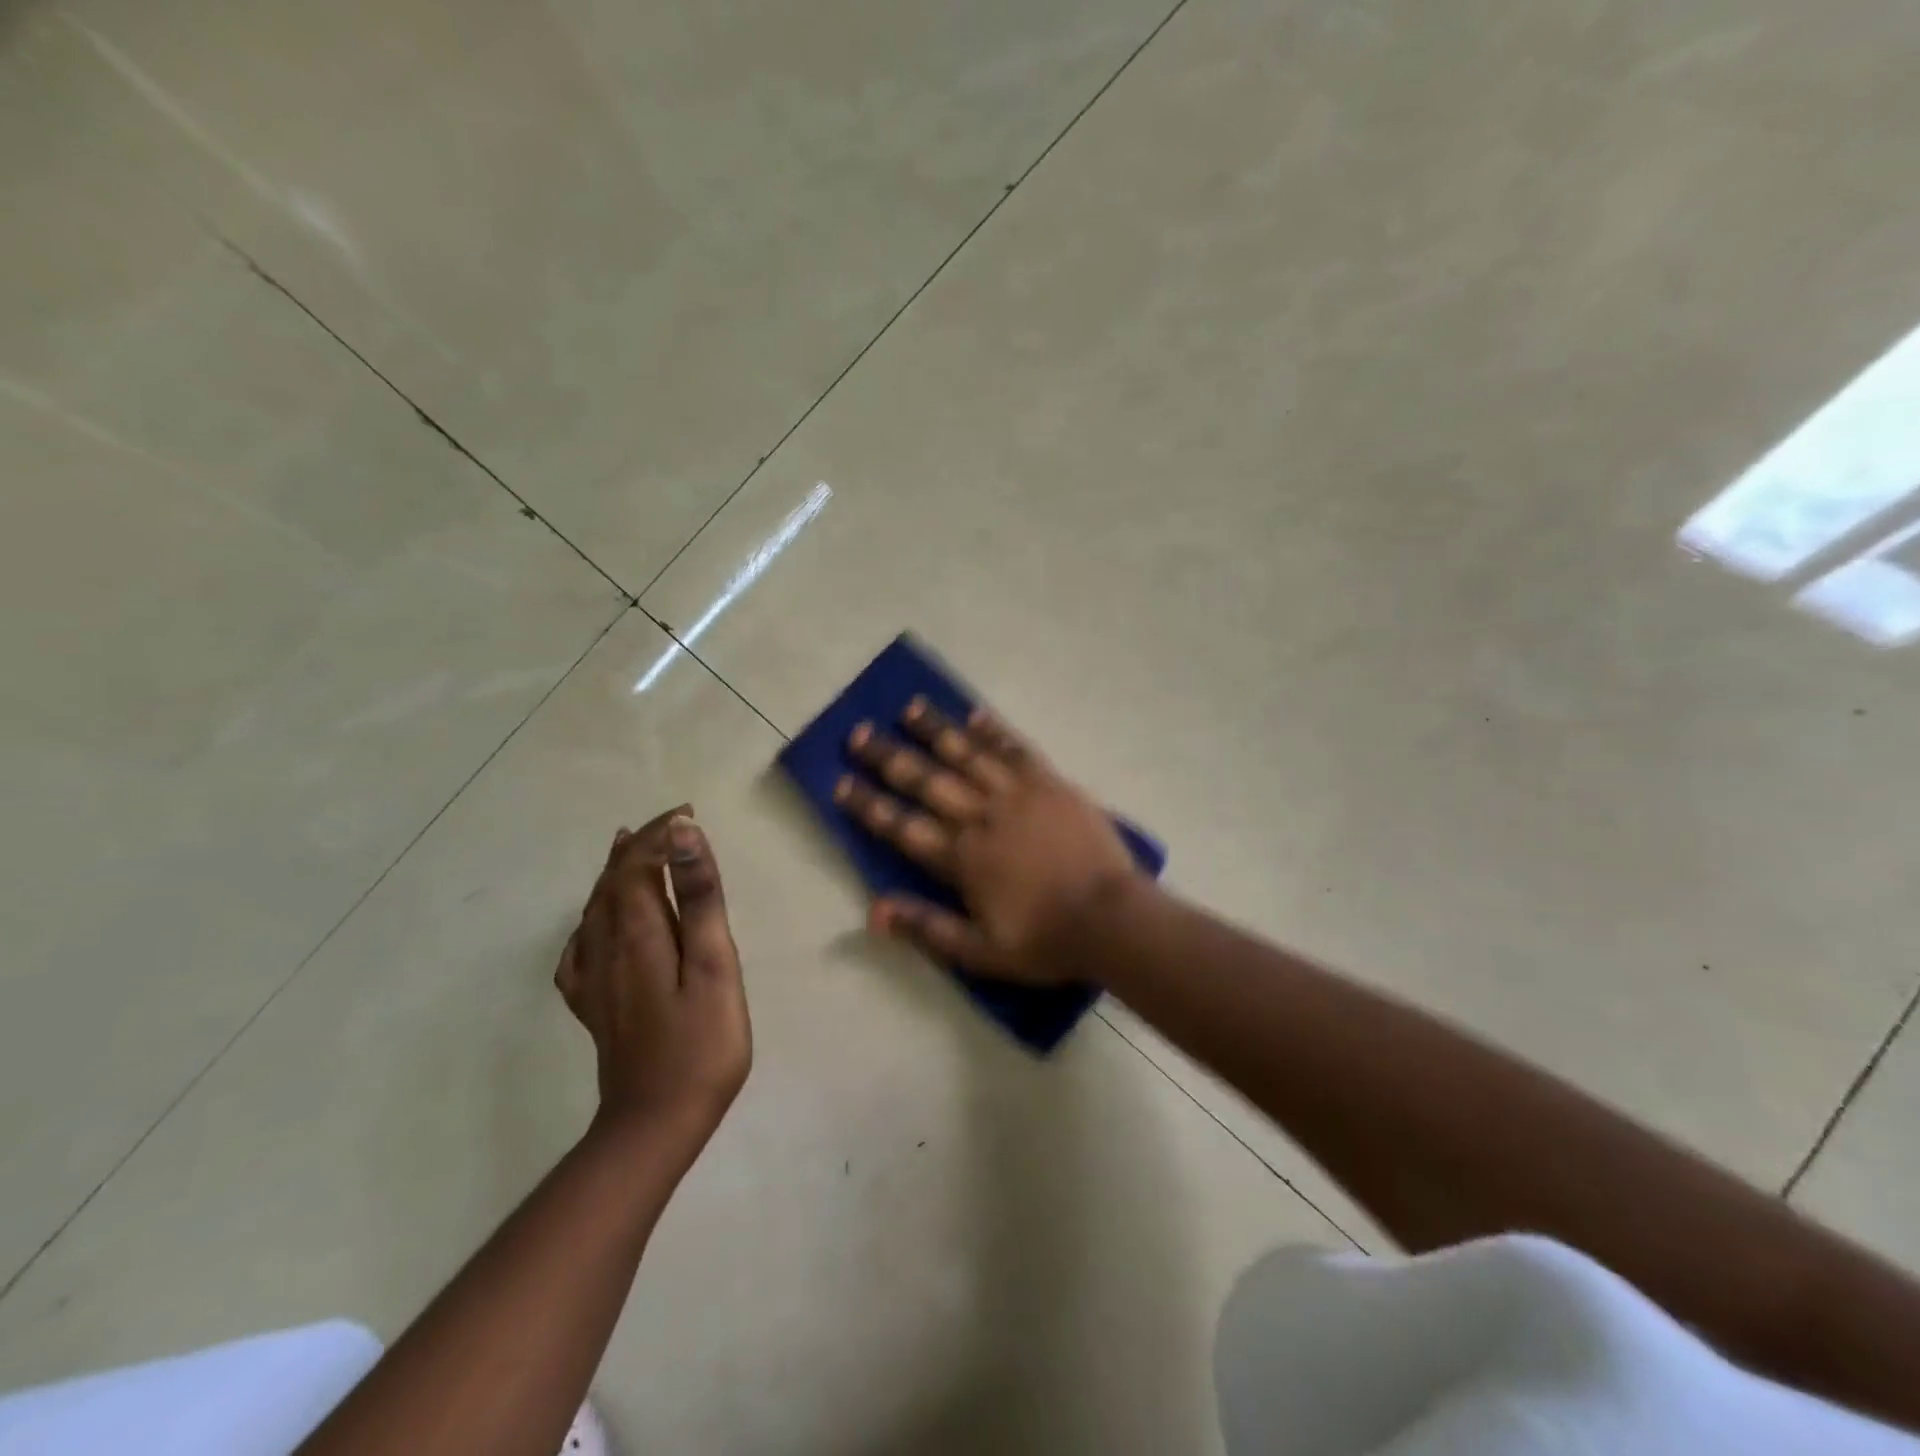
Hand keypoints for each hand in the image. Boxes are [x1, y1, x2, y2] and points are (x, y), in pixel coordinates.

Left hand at [554, 808, 750, 1141]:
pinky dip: (590, 921)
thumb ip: (698, 898)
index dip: (658, 833)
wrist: (655, 1124)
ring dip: (614, 874)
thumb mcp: (714, 965)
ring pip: (594, 910)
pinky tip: (597, 927)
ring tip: (629, 851)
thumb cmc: (701, 1043)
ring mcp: (593, 980)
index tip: (688, 814)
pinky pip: (579, 949)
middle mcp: (605, 948)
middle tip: (669, 826)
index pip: (635, 864)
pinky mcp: (594, 1006)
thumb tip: (683, 834)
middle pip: (611, 882)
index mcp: (637, 933)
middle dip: (638, 847)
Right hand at [834, 700, 1143, 981]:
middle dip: (889, 757)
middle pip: (927, 780)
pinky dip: (994, 731)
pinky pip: (1016, 749)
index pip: (902, 826)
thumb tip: (872, 913)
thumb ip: (927, 929)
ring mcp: (1017, 794)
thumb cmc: (1046, 940)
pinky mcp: (1050, 783)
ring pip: (967, 754)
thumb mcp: (981, 952)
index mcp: (962, 858)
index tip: (841, 783)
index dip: (869, 805)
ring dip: (936, 730)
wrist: (1112, 919)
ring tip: (909, 708)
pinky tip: (975, 715)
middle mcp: (981, 816)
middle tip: (859, 733)